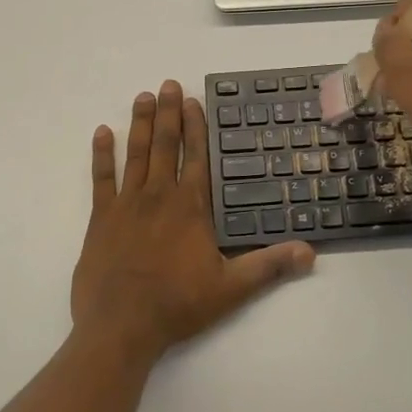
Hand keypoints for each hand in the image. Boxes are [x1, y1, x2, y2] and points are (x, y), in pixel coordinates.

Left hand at [73, 81, 314, 363]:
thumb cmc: (177, 305)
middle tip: (168, 84)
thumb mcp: (231, 289)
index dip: (196, 127)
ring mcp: (127, 204)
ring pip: (136, 154)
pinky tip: (102, 132)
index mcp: (190, 207)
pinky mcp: (101, 218)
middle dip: (169, 113)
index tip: (194, 101)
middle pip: (166, 146)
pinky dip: (102, 154)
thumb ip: (269, 266)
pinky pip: (101, 178)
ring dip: (140, 124)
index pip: (197, 157)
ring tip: (143, 96)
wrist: (121, 327)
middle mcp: (159, 196)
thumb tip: (310, 252)